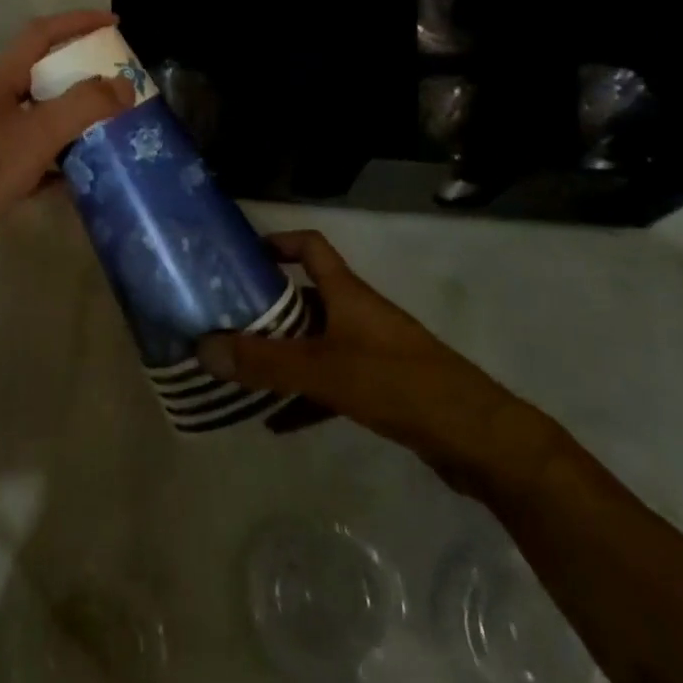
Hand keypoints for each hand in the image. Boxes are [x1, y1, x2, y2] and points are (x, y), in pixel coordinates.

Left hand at [0, 11, 135, 258]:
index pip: (40, 35)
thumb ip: (82, 106)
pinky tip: (82, 171)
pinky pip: (33, 150)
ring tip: (109, 124)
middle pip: (42, 73)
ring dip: (73, 116)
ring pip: (39, 114)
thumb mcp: (37, 136)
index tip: (115, 23)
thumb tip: (124, 85)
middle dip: (81, 72)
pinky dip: (59, 154)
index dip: (77, 23)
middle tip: (119, 81)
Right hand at [197, 231, 553, 492]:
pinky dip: (304, 398)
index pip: (310, 247)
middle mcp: (356, 314)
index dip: (278, 242)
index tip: (240, 255)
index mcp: (347, 293)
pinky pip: (330, 384)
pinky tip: (275, 424)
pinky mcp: (381, 388)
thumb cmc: (399, 384)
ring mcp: (371, 351)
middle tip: (224, 323)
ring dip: (281, 358)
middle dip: (266, 310)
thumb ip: (265, 362)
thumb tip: (204, 347)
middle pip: (304, 298)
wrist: (478, 439)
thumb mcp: (324, 370)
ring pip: (314, 344)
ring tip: (240, 375)